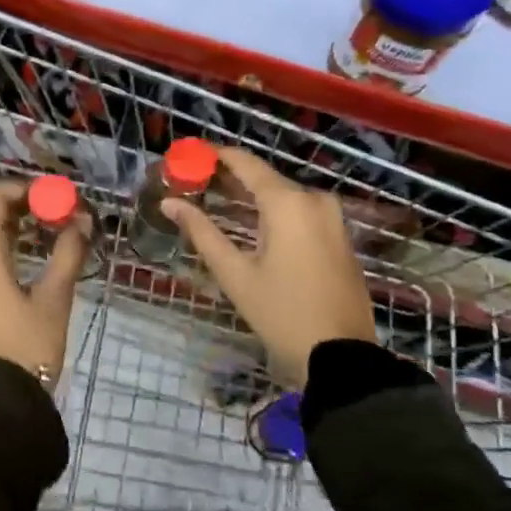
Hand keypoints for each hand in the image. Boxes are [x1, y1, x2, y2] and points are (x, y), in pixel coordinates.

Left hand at [0, 181, 88, 384]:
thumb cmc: (26, 347)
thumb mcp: (54, 299)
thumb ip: (68, 254)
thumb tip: (83, 222)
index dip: (21, 189)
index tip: (52, 197)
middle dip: (12, 204)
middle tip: (47, 211)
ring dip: (2, 224)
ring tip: (39, 231)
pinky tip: (19, 258)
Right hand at [163, 145, 376, 386]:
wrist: (341, 356)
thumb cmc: (282, 313)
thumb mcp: (235, 274)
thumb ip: (202, 232)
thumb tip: (169, 203)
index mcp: (288, 203)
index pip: (246, 163)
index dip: (217, 155)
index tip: (191, 154)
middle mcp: (314, 200)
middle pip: (266, 178)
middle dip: (231, 178)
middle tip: (197, 183)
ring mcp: (332, 218)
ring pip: (285, 195)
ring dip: (253, 196)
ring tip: (218, 202)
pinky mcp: (340, 236)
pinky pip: (302, 211)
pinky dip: (275, 211)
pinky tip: (254, 224)